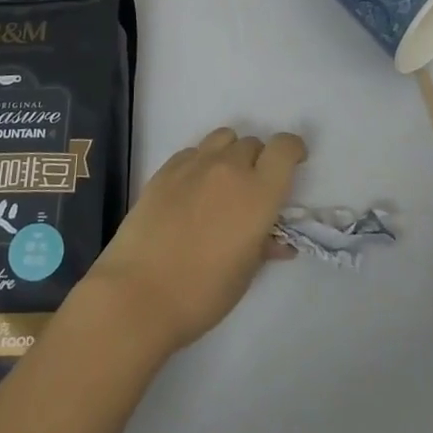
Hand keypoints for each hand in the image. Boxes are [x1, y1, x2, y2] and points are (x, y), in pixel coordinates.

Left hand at [85, 127, 305, 354]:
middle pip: (253, 143)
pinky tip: (192, 190)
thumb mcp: (245, 273)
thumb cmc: (202, 292)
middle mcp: (229, 168)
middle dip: (259, 160)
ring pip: (223, 138)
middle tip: (252, 189)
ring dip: (230, 154)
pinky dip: (201, 162)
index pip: (285, 147)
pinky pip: (193, 151)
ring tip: (222, 182)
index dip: (293, 150)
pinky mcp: (164, 170)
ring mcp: (194, 165)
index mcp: (259, 192)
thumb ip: (265, 246)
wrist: (137, 294)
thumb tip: (277, 240)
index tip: (294, 163)